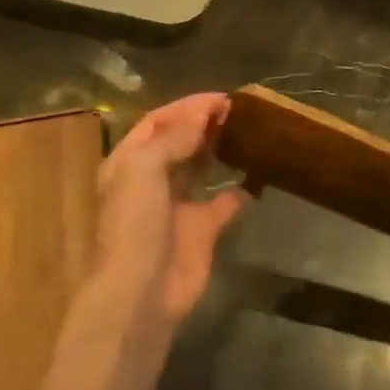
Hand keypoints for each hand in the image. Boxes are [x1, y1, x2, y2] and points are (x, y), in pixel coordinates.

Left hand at [79, 93, 250, 338]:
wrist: (143, 291)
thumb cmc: (135, 224)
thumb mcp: (145, 169)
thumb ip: (174, 137)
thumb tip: (205, 113)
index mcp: (130, 163)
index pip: (158, 122)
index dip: (187, 107)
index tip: (223, 98)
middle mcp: (152, 180)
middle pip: (180, 142)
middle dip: (205, 124)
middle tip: (239, 111)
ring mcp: (178, 205)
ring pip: (201, 168)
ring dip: (220, 150)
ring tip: (248, 132)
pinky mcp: (203, 229)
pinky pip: (226, 203)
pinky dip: (242, 190)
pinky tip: (260, 175)